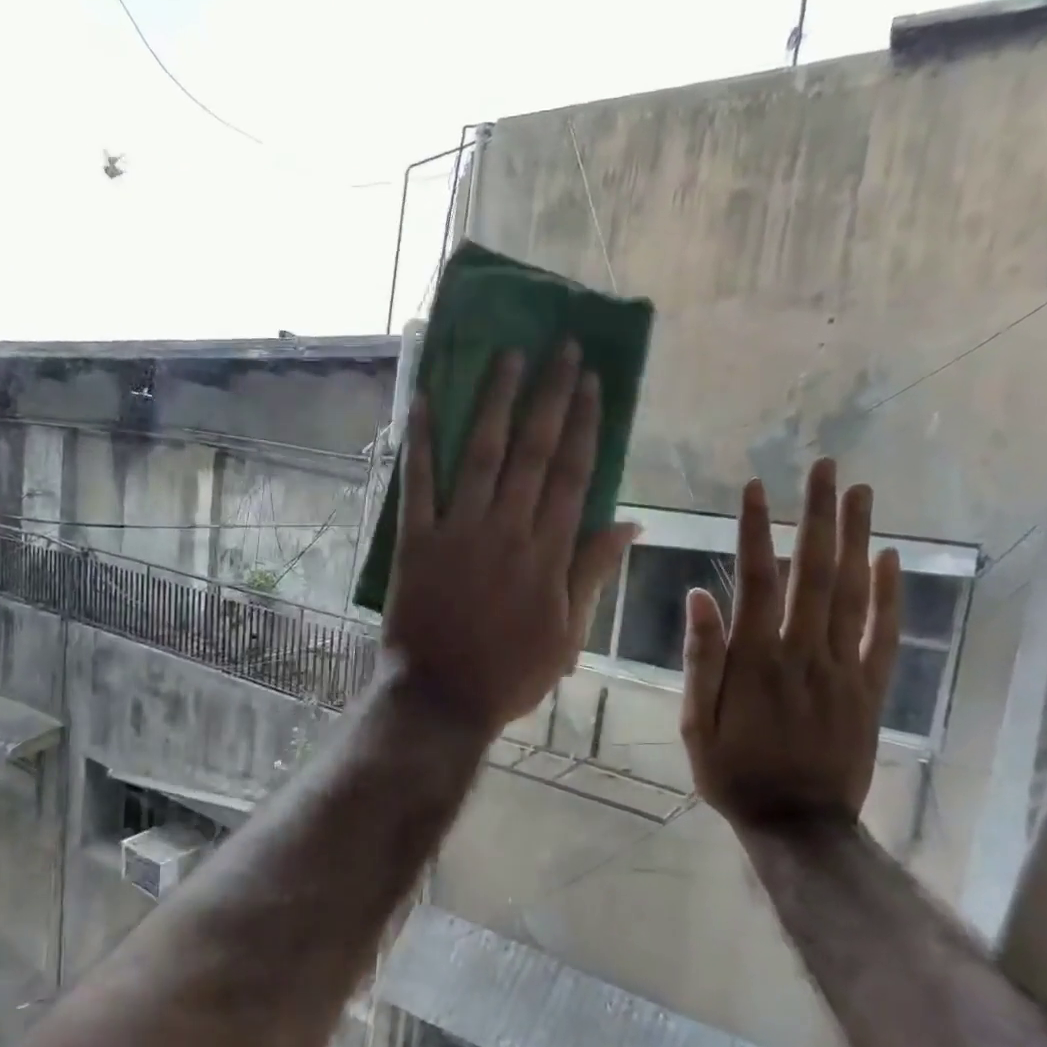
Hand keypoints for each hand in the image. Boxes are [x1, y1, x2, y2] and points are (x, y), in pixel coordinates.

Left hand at [383, 344, 636, 736]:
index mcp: (548, 552)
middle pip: (534, 451)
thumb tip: (630, 525)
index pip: (573, 474)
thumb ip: (593, 573)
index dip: (584, 424)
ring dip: (496, 402)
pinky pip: (417, 484)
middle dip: (550, 395)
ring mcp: (458, 532)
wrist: (442, 698)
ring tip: (509, 356)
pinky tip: (426, 401)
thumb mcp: (569, 634)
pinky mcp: (416, 541)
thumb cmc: (511, 673)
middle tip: (561, 348)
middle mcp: (507, 529)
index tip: (592, 382)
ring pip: (482, 454)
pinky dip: (420, 442)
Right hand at [680, 459, 901, 837]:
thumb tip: (698, 596)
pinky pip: (885, 635)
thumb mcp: (696, 723)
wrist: (799, 826)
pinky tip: (892, 558)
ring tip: (861, 492)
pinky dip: (891, 595)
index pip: (756, 581)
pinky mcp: (870, 690)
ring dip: (857, 539)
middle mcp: (804, 653)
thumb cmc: (734, 773)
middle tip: (825, 468)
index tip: (755, 487)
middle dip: (818, 516)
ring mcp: (844, 669)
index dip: (755, 531)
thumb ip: (700, 659)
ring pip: (853, 593)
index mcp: (756, 660)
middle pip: (814, 573)